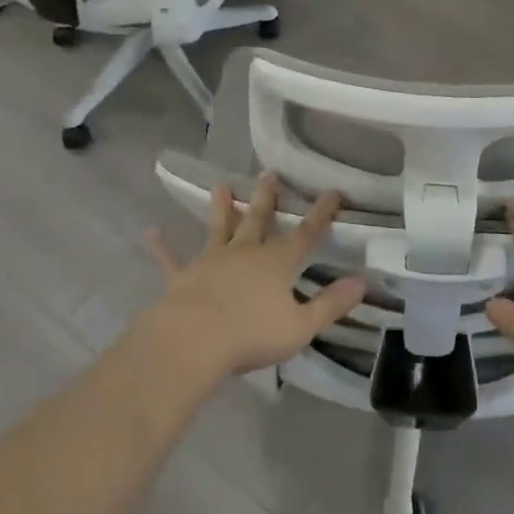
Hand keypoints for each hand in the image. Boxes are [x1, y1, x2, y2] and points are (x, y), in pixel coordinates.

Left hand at [143, 173, 366, 380]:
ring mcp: (211, 261)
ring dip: (221, 208)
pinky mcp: (183, 276)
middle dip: (267, 197)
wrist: (193, 341)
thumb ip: (331, 304)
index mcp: (277, 263)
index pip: (306, 233)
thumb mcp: (301, 326)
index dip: (322, 213)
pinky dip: (162, 247)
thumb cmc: (251, 335)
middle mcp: (246, 253)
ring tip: (220, 185)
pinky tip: (150, 232)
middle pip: (259, 219)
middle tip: (268, 173)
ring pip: (219, 229)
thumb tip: (363, 282)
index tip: (333, 191)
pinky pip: (171, 259)